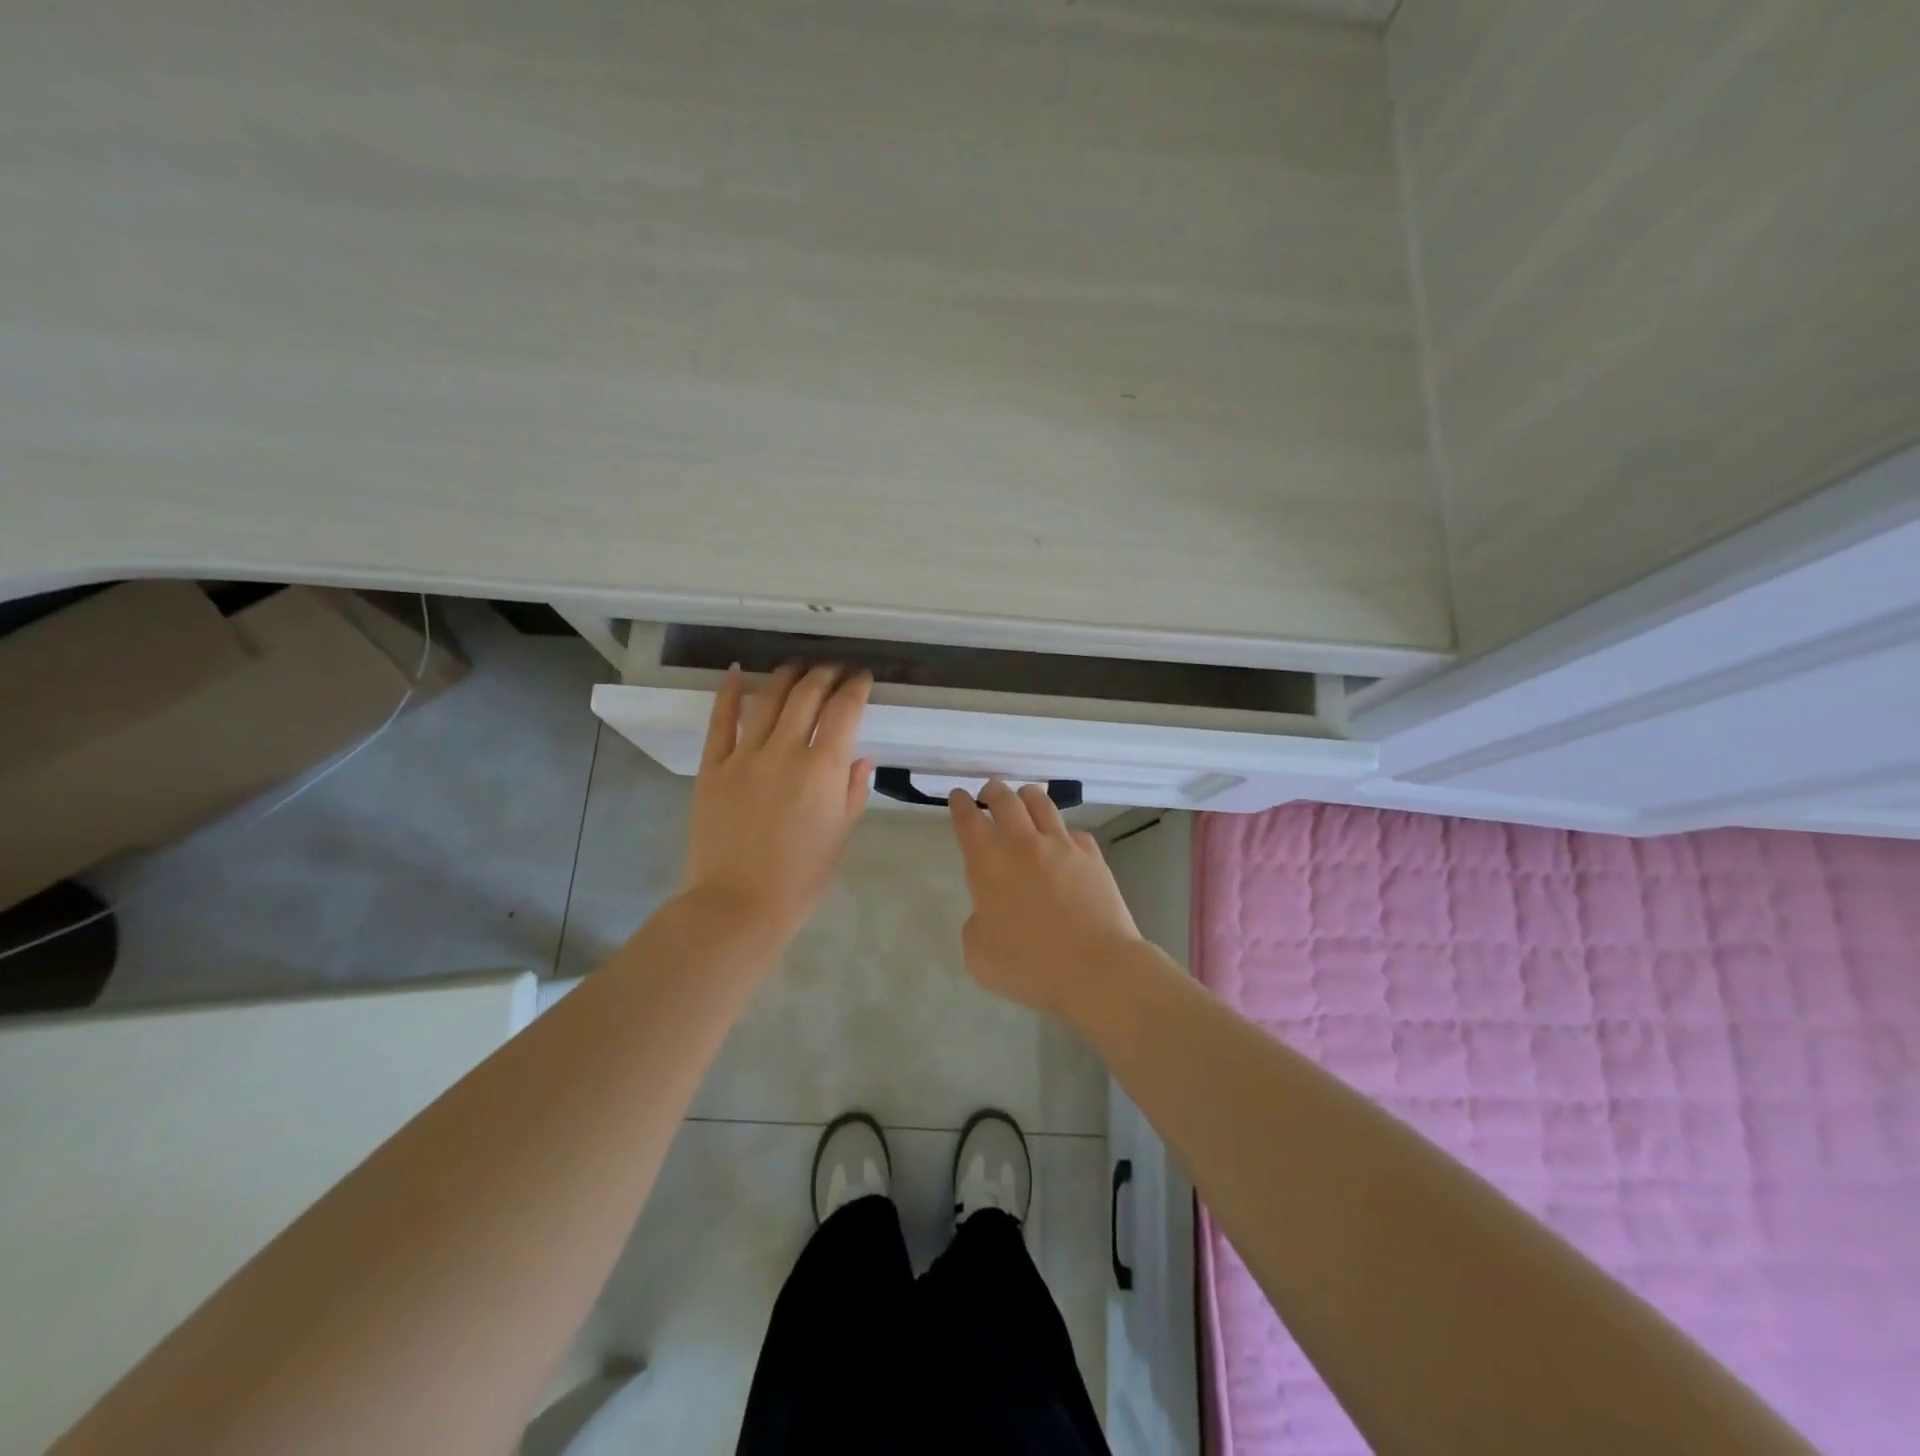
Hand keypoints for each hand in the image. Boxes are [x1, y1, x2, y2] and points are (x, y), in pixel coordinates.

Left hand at [679, 664, 872, 945]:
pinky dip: (730, 692)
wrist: (738, 904)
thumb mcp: (840, 836)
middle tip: (834, 669)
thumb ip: (852, 792)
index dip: (856, 687)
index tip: (862, 678)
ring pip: (769, 699)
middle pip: (808, 695)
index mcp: (823, 770)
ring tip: (798, 667)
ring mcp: (744, 756)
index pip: (845, 711)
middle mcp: (785, 751)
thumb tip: (859, 758)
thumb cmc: (801, 879)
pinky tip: (737, 671)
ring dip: (787, 676)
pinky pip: (720, 720)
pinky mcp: (713, 766)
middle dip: (825, 674)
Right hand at [948, 780, 1142, 1017]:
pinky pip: (1074, 831)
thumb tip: (989, 912)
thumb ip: (976, 926)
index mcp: (989, 865)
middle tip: (988, 793)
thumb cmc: (1031, 967)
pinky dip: (1062, 831)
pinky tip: (1063, 842)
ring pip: (1041, 803)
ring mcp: (1062, 846)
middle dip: (992, 790)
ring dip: (1026, 796)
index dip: (960, 804)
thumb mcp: (980, 956)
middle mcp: (1023, 845)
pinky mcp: (1092, 855)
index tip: (958, 796)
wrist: (1097, 968)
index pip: (969, 820)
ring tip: (1024, 799)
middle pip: (1004, 799)